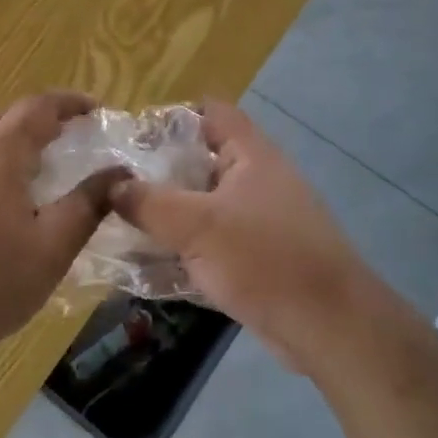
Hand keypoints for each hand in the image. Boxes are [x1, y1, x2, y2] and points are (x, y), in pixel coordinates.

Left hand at [0, 91, 124, 373]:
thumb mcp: (52, 248)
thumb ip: (88, 205)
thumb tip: (119, 173)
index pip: (37, 108)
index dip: (68, 103)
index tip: (93, 109)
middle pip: (1, 119)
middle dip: (36, 120)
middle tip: (64, 138)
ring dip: (4, 146)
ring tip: (26, 175)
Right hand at [109, 100, 376, 369]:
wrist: (327, 325)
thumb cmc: (264, 259)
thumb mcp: (197, 226)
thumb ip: (149, 203)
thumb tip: (110, 185)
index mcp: (251, 154)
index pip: (212, 112)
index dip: (173, 116)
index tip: (132, 136)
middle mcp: (257, 179)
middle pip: (202, 159)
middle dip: (160, 170)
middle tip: (115, 184)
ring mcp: (259, 219)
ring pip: (204, 204)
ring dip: (169, 213)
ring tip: (122, 222)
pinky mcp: (258, 255)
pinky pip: (213, 241)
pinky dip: (185, 246)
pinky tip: (150, 263)